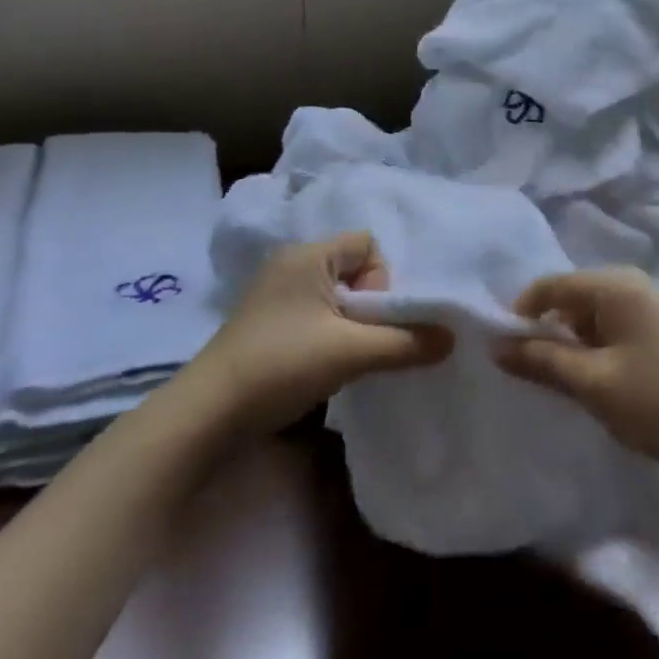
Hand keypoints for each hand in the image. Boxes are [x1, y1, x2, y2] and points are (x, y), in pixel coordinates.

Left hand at [182, 232, 452, 438]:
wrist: (207, 414)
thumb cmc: (281, 364)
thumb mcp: (351, 352)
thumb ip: (406, 342)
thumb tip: (451, 338)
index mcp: (308, 254)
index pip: (368, 244)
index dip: (383, 278)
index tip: (372, 318)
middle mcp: (291, 265)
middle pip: (355, 270)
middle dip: (372, 306)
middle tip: (366, 341)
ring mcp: (276, 296)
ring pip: (337, 298)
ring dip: (353, 326)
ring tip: (350, 358)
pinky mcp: (269, 325)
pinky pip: (317, 316)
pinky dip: (332, 336)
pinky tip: (329, 366)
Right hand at [494, 268, 658, 473]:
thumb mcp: (594, 383)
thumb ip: (542, 361)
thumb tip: (496, 345)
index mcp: (615, 287)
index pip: (551, 285)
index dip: (521, 313)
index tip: (503, 349)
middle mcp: (634, 286)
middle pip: (573, 298)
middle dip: (547, 330)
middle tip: (530, 370)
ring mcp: (655, 308)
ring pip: (595, 317)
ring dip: (573, 344)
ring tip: (562, 381)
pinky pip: (617, 330)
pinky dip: (598, 350)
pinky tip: (599, 382)